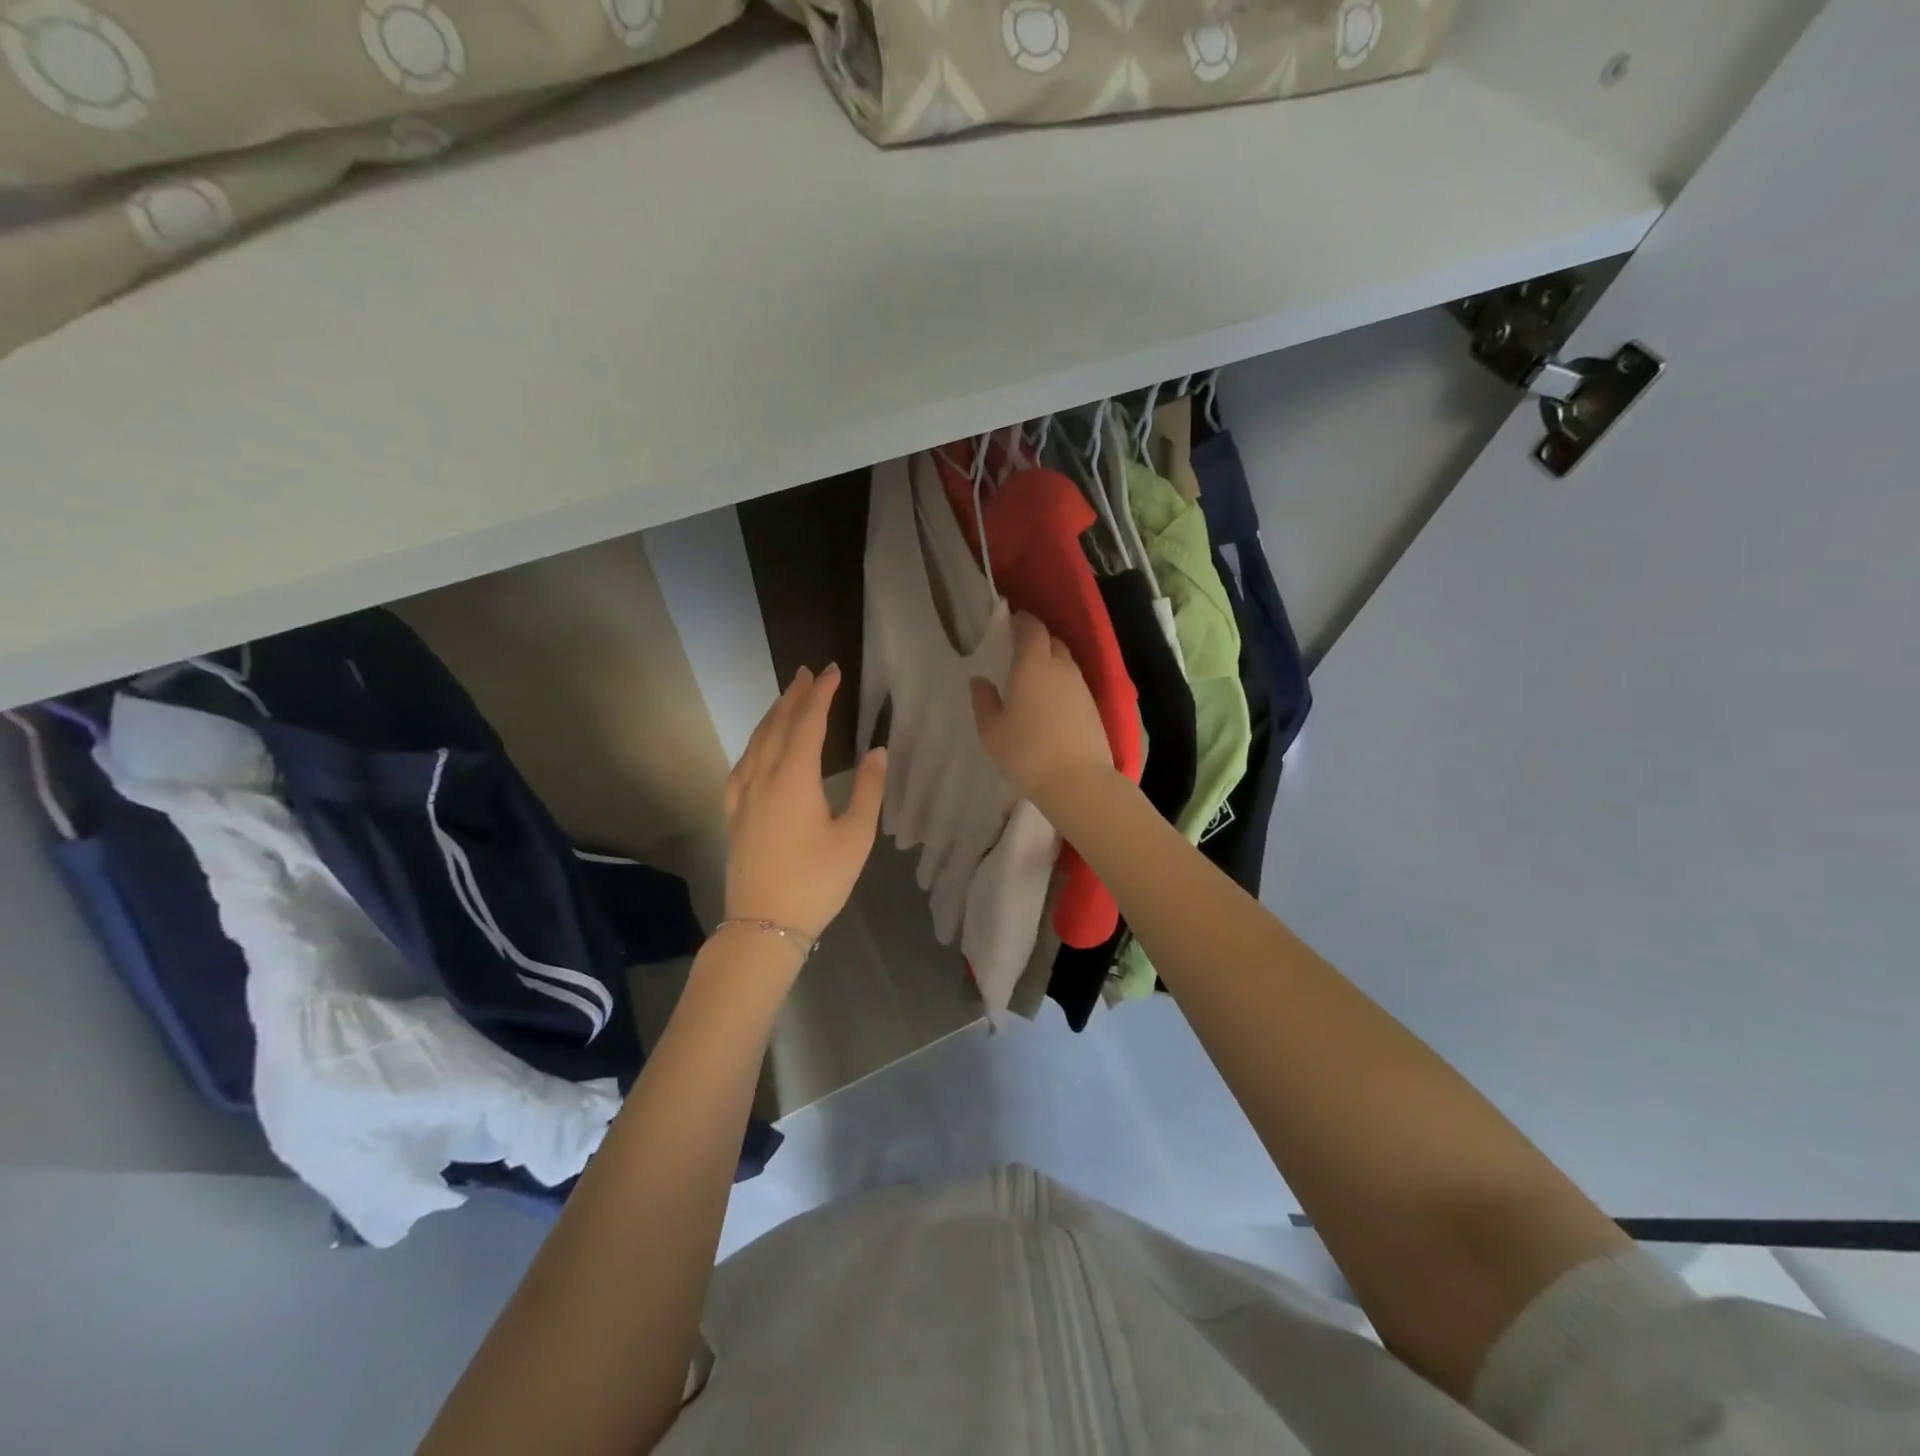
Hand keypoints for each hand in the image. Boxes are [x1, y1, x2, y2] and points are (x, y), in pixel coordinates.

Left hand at [723, 665, 884, 944]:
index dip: (821, 695)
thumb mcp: (855, 837)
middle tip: (809, 673)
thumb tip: (878, 751)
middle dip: (794, 696)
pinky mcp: (734, 814)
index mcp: (794, 778)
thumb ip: (868, 790)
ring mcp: (743, 796)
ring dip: (772, 716)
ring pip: (756, 742)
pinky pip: (742, 765)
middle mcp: (764, 777)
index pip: (807, 723)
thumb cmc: (817, 881)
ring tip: (787, 699)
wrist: (764, 924)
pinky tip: (757, 749)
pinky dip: (754, 745)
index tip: (833, 672)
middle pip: (777, 725)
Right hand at [970, 612, 1114, 808]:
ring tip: (1033, 680)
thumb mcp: (992, 731)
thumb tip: (980, 680)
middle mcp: (1061, 667)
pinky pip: (1074, 684)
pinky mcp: (1094, 707)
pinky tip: (1050, 703)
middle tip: (1017, 653)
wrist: (1078, 782)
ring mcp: (1082, 686)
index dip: (1020, 621)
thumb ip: (984, 701)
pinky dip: (1061, 685)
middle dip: (1036, 641)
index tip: (1009, 624)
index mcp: (1033, 664)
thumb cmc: (1026, 753)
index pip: (1031, 627)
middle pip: (1051, 641)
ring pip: (1065, 663)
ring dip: (1050, 664)